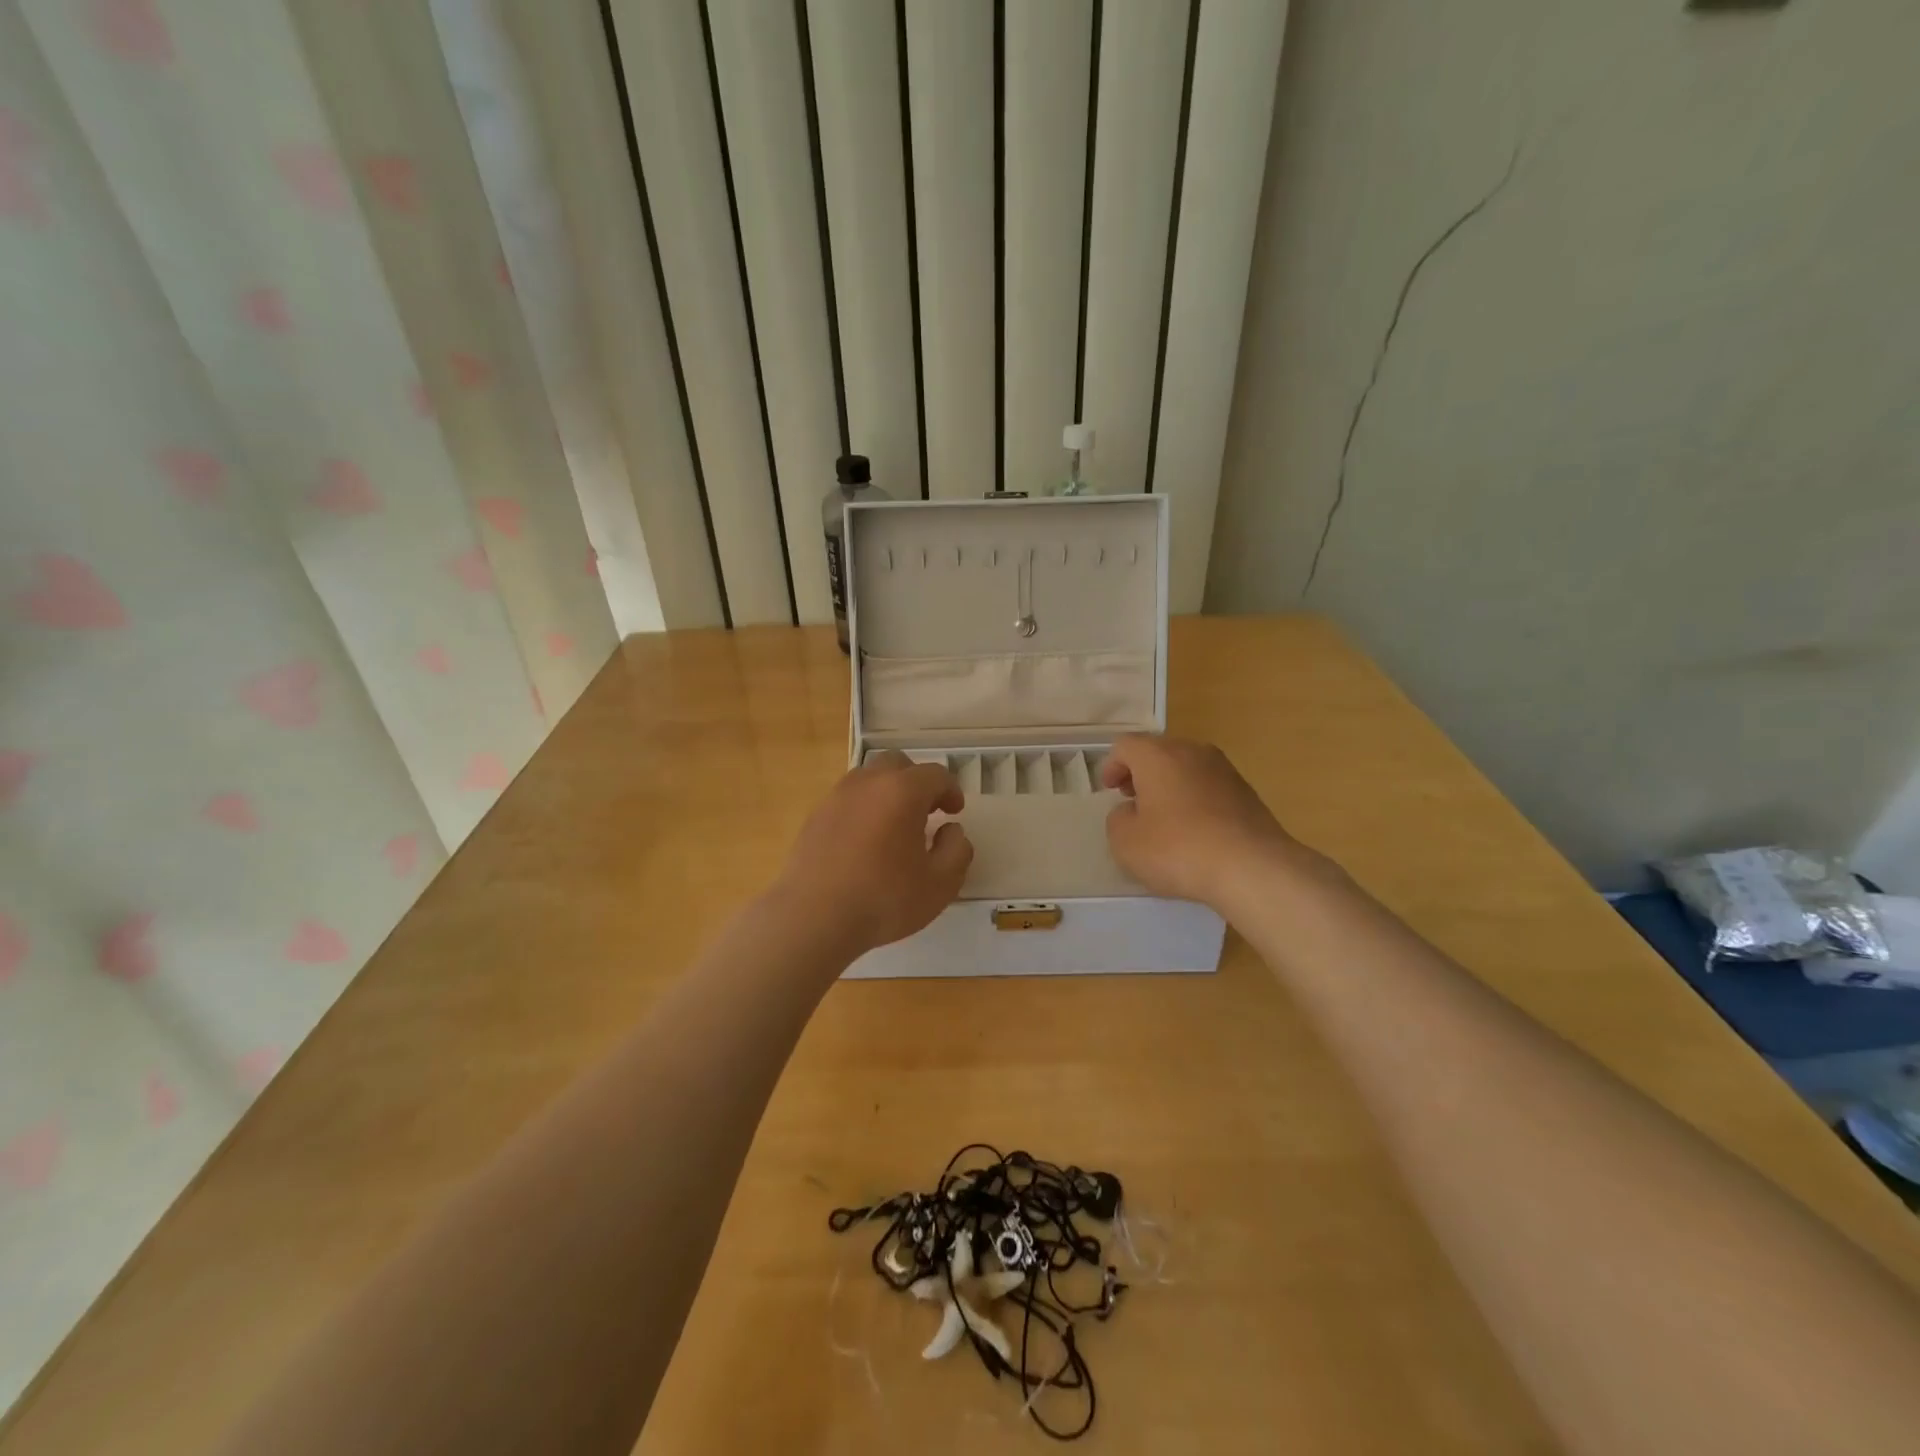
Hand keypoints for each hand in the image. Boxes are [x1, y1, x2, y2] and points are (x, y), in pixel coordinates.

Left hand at [774, 752, 973, 957]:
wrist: (813, 918)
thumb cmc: (884, 899)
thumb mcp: (940, 884)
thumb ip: (956, 850)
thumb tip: (951, 830)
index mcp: (902, 791)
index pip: (935, 775)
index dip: (951, 790)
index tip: (955, 812)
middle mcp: (867, 783)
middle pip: (897, 765)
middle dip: (917, 782)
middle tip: (927, 812)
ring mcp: (836, 797)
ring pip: (868, 778)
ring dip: (887, 793)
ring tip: (895, 826)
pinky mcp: (815, 817)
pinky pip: (847, 800)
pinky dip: (863, 809)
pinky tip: (866, 842)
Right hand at [1101, 735, 1316, 914]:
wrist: (1252, 868)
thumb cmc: (1178, 849)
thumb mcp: (1126, 842)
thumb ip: (1118, 819)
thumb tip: (1131, 811)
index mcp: (1158, 755)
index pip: (1125, 745)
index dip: (1112, 765)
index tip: (1109, 790)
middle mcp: (1192, 751)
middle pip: (1158, 752)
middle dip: (1141, 773)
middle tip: (1132, 800)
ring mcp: (1224, 770)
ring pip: (1186, 768)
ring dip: (1169, 786)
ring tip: (1163, 818)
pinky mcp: (1246, 792)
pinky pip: (1208, 787)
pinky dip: (1194, 800)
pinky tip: (1193, 831)